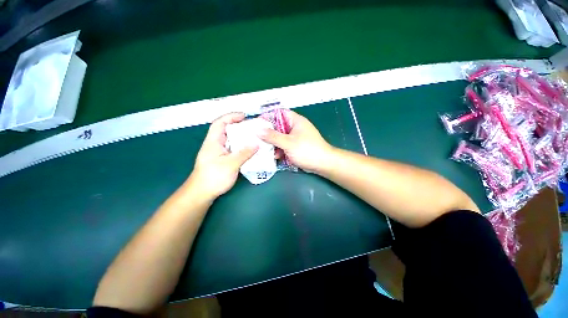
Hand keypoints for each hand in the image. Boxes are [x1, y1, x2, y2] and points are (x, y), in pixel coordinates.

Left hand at [189, 113, 257, 199]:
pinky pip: (233, 148)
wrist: (202, 193)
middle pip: (227, 130)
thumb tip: (257, 144)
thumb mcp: (231, 164)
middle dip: (239, 126)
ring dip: (241, 137)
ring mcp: (219, 152)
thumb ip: (244, 153)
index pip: (220, 123)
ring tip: (254, 137)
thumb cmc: (213, 177)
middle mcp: (215, 144)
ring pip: (231, 140)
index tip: (244, 115)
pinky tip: (250, 149)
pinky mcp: (222, 158)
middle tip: (253, 127)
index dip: (231, 116)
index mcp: (213, 141)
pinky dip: (242, 146)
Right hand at [258, 111, 333, 172]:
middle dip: (268, 133)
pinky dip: (279, 150)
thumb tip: (258, 130)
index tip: (257, 123)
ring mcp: (296, 138)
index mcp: (295, 121)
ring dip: (273, 143)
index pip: (279, 113)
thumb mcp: (288, 143)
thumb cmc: (307, 150)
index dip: (268, 116)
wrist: (323, 164)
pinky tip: (274, 156)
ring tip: (264, 149)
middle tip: (257, 138)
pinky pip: (285, 145)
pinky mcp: (296, 147)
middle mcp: (295, 127)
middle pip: (279, 126)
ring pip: (281, 137)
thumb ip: (272, 136)